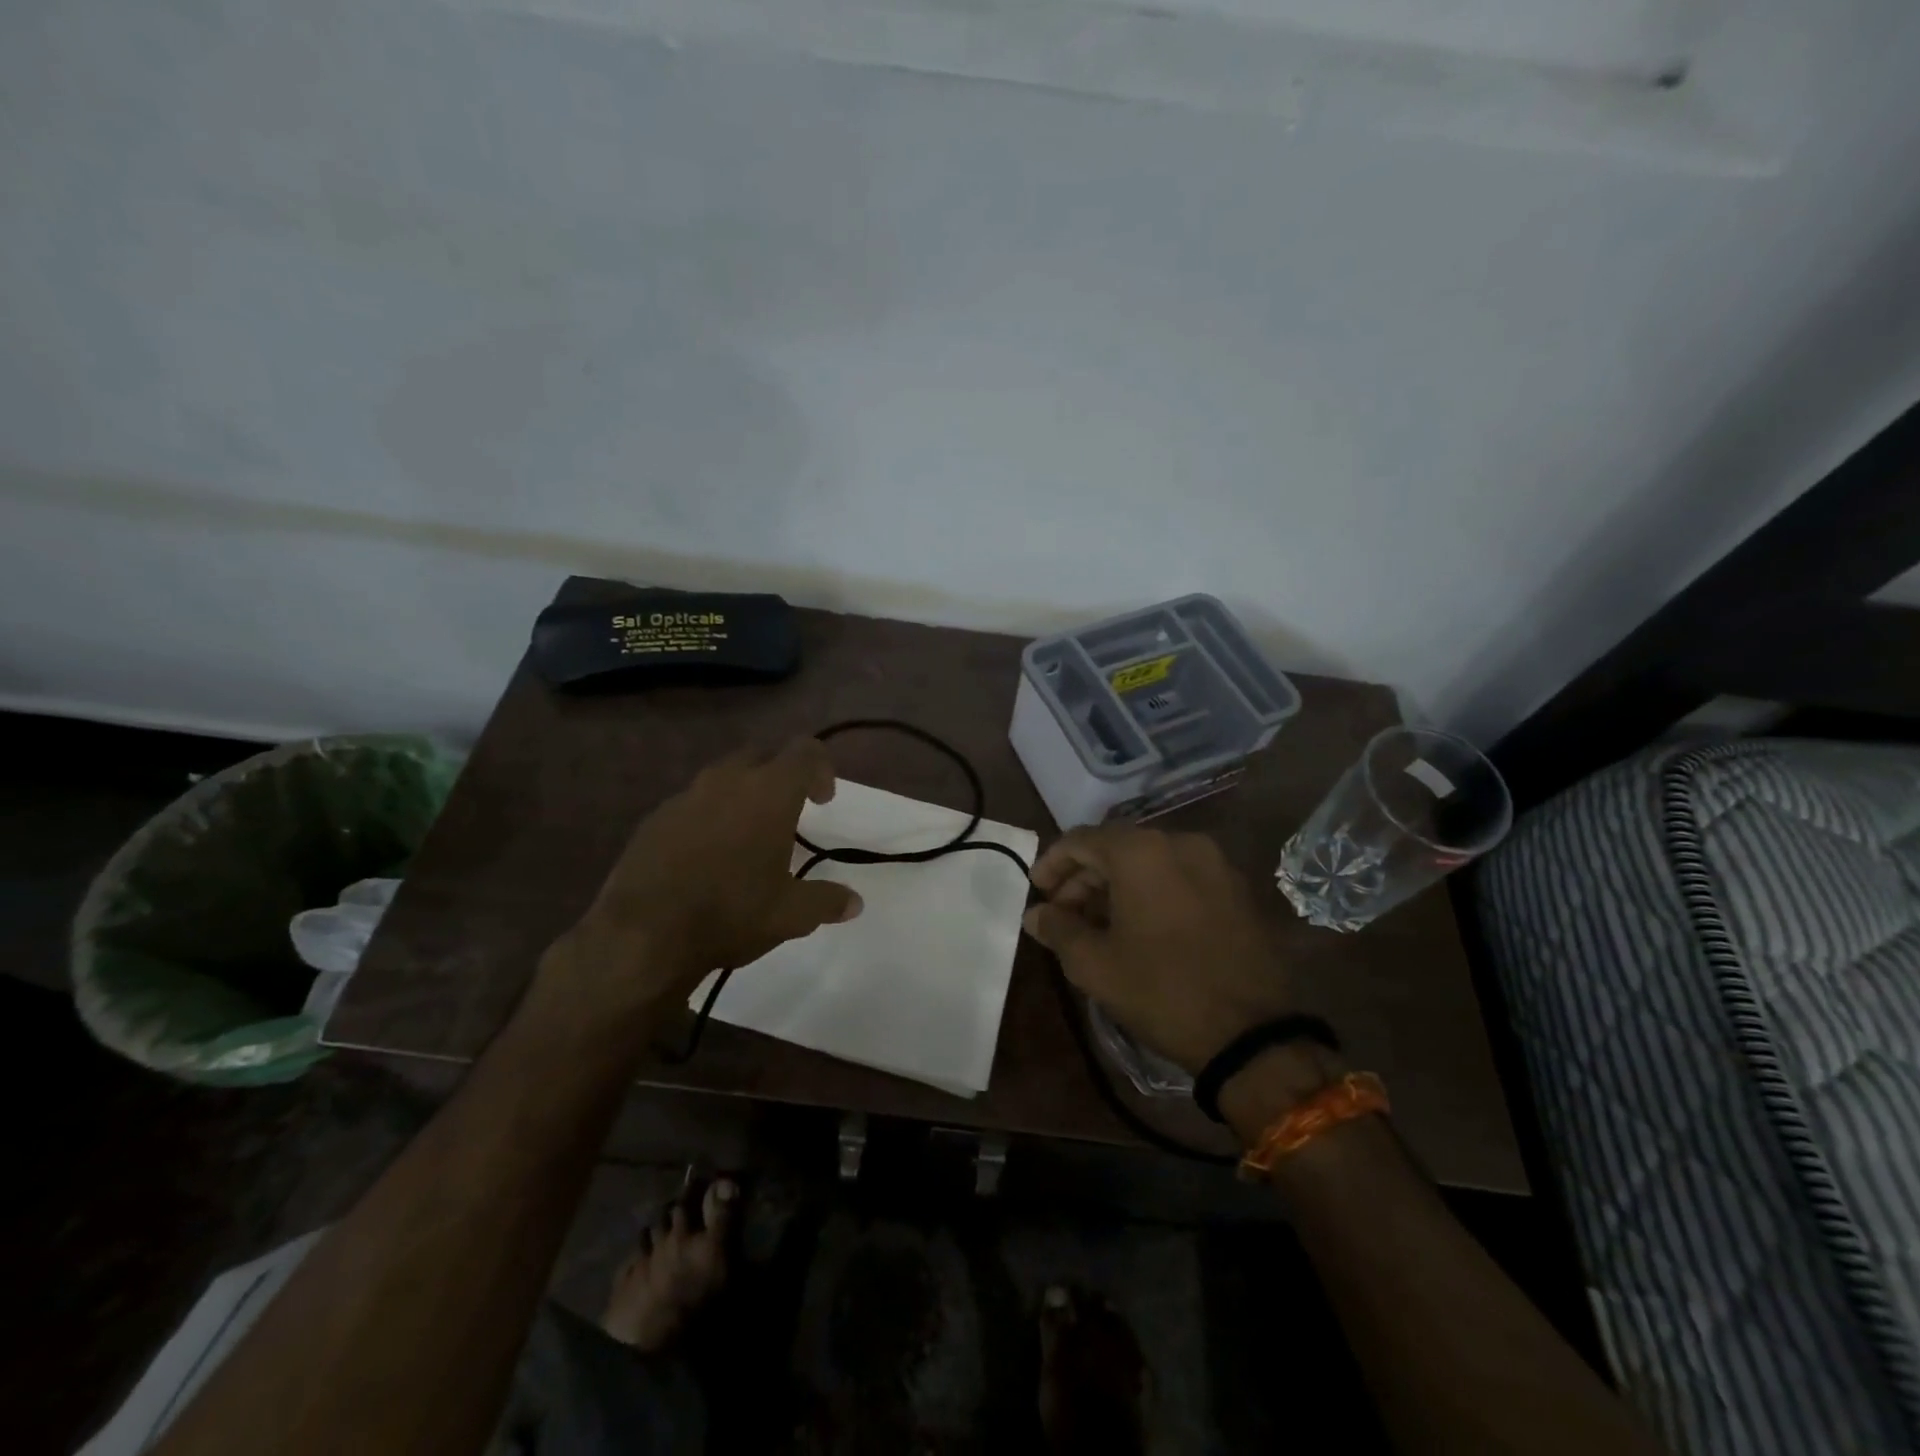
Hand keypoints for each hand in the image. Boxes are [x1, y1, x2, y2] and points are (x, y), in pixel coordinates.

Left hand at [542, 740, 862, 1023]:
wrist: (643, 934)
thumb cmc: (731, 913)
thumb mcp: (792, 914)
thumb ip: (827, 900)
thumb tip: (855, 903)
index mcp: (769, 792)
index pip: (805, 752)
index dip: (821, 769)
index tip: (823, 801)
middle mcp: (728, 781)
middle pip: (762, 756)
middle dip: (780, 776)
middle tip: (788, 813)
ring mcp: (686, 796)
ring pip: (723, 777)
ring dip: (742, 795)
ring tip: (747, 837)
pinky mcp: (655, 818)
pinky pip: (692, 803)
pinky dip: (708, 817)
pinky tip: (707, 856)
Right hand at [1024, 825, 1292, 1072]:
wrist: (1254, 1034)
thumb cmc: (1161, 991)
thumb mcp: (1095, 965)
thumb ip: (1058, 929)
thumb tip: (1036, 914)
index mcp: (1141, 851)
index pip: (1081, 840)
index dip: (1052, 864)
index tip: (1037, 893)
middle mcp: (1180, 842)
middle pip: (1117, 848)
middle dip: (1084, 878)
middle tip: (1063, 916)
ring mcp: (1215, 863)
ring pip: (1150, 862)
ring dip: (1117, 887)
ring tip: (1098, 927)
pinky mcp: (1237, 889)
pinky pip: (1180, 877)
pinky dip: (1152, 892)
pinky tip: (1140, 929)